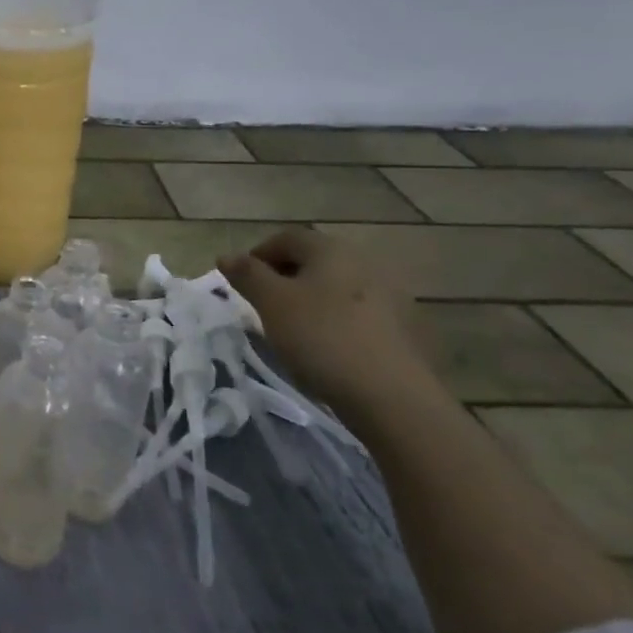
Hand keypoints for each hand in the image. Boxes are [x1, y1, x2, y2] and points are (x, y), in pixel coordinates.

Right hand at [219, 229, 443, 423]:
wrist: (392, 395)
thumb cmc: (321, 337)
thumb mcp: (271, 303)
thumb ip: (247, 275)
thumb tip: (226, 255)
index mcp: (331, 249)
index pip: (286, 238)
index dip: (258, 255)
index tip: (242, 283)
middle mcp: (365, 261)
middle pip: (315, 260)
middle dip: (285, 277)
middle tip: (264, 305)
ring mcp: (392, 293)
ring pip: (338, 286)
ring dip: (313, 299)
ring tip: (296, 328)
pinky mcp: (407, 325)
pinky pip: (360, 311)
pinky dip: (339, 319)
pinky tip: (330, 346)